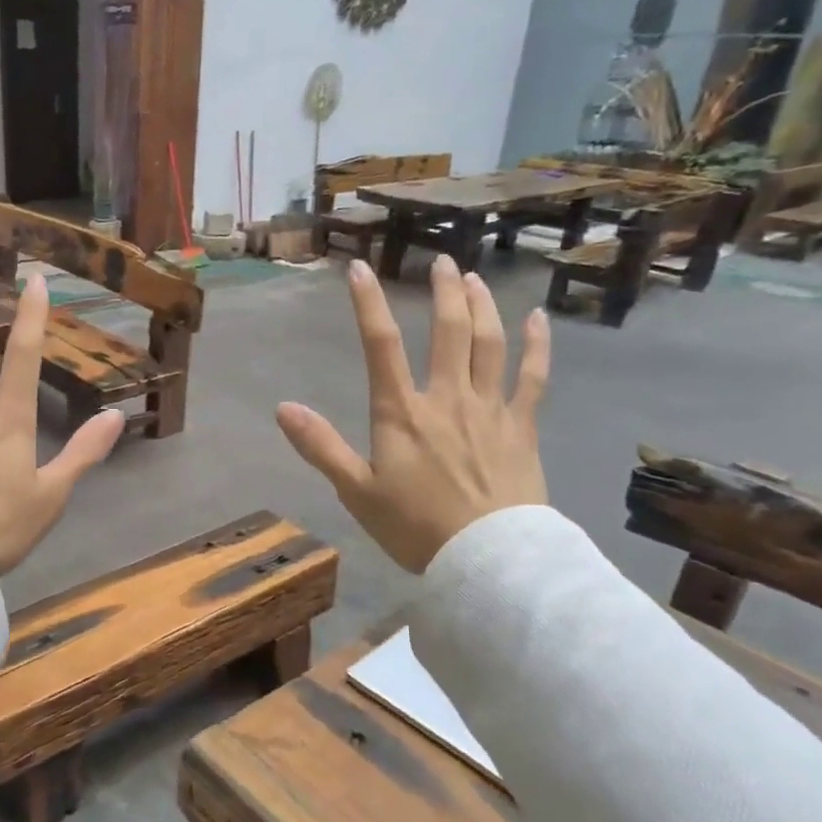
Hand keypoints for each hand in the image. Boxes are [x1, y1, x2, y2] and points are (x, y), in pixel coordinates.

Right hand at [277, 255, 549, 572]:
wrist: (488, 560)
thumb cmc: (416, 528)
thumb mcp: (356, 491)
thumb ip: (321, 447)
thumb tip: (283, 407)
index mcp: (402, 413)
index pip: (381, 345)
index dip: (368, 304)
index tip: (360, 269)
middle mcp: (448, 398)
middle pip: (449, 331)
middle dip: (444, 291)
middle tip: (442, 261)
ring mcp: (490, 409)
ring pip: (490, 343)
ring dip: (483, 306)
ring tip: (475, 279)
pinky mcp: (522, 427)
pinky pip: (533, 377)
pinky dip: (537, 345)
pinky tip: (538, 319)